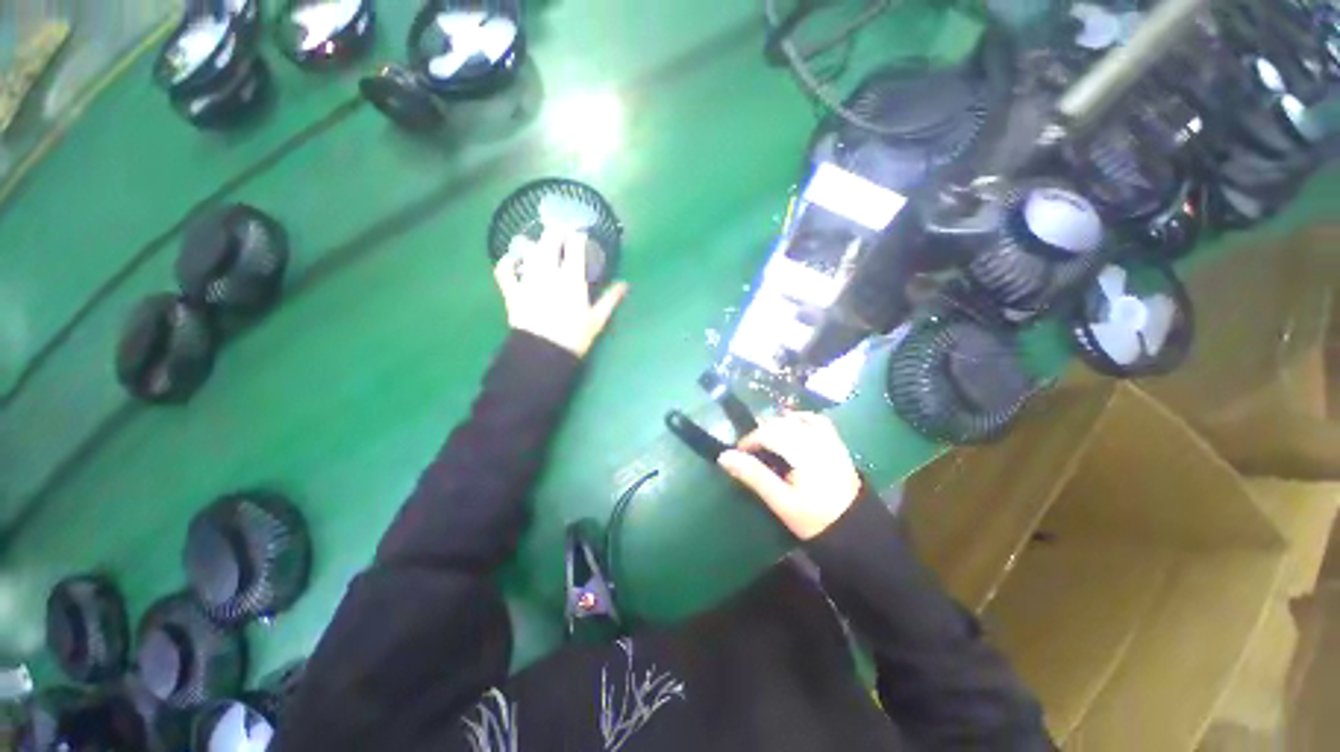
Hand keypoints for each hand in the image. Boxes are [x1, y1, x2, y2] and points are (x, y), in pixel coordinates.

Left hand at [494, 229, 627, 356]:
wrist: (544, 354)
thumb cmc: (575, 337)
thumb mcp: (597, 320)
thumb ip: (610, 299)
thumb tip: (625, 285)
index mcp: (572, 279)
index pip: (574, 247)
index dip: (577, 236)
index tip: (580, 234)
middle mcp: (549, 273)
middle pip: (550, 241)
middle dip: (556, 232)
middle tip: (562, 233)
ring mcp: (528, 280)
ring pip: (530, 252)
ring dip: (536, 245)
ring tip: (542, 246)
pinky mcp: (513, 291)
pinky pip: (504, 271)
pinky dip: (506, 263)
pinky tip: (511, 260)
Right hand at [719, 412, 861, 540]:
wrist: (856, 531)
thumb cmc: (815, 519)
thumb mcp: (781, 501)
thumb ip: (754, 476)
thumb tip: (724, 456)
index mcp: (804, 452)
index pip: (769, 433)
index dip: (749, 440)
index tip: (738, 454)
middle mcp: (817, 439)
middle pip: (781, 424)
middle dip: (761, 434)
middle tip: (750, 453)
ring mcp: (829, 439)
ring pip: (796, 419)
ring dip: (777, 426)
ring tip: (767, 443)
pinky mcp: (836, 443)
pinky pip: (816, 420)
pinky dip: (800, 420)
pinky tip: (791, 427)